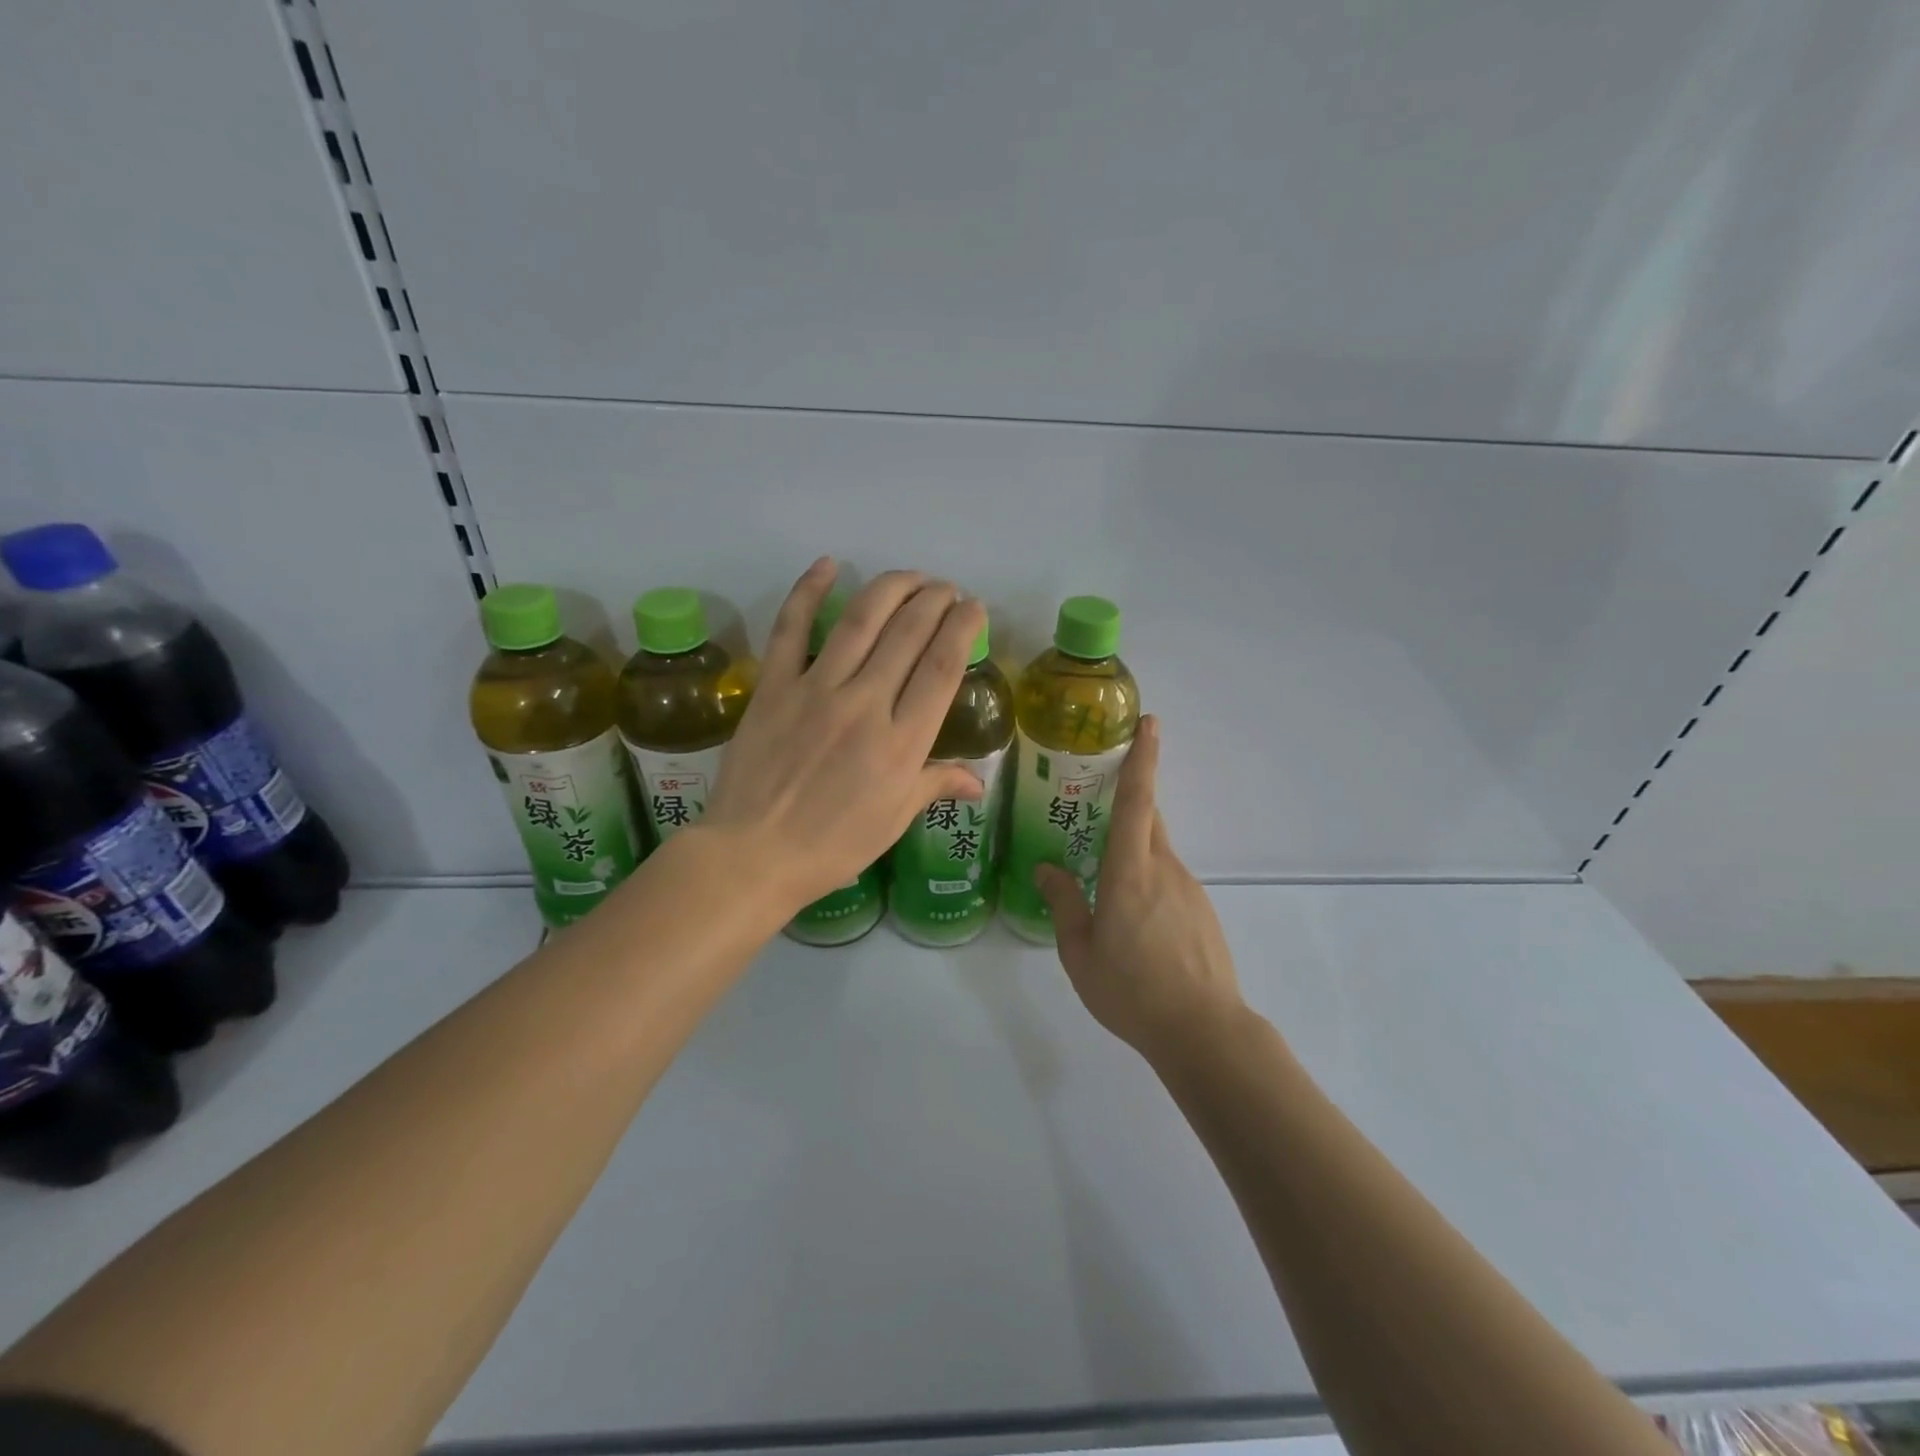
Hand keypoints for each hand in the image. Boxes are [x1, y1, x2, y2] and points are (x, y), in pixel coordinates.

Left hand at [702, 559, 986, 912]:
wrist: (754, 854)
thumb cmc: (833, 846)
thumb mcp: (893, 820)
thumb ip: (934, 785)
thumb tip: (977, 782)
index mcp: (902, 743)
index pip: (941, 668)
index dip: (961, 629)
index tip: (973, 608)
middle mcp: (866, 705)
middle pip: (908, 635)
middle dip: (934, 601)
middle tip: (946, 589)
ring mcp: (816, 690)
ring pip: (860, 621)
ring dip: (891, 588)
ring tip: (912, 576)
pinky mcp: (774, 686)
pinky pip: (791, 629)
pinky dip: (808, 591)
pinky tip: (829, 564)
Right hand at [1036, 717, 1244, 1059]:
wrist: (1203, 1032)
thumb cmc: (1132, 990)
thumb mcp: (1080, 952)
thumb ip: (1063, 904)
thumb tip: (1046, 870)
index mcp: (1130, 872)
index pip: (1138, 801)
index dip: (1143, 759)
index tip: (1150, 723)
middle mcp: (1164, 869)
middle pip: (1149, 819)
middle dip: (1130, 800)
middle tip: (1098, 800)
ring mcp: (1188, 890)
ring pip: (1157, 852)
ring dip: (1133, 853)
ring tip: (1105, 885)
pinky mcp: (1202, 912)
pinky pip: (1168, 881)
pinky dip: (1148, 883)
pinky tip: (1135, 923)